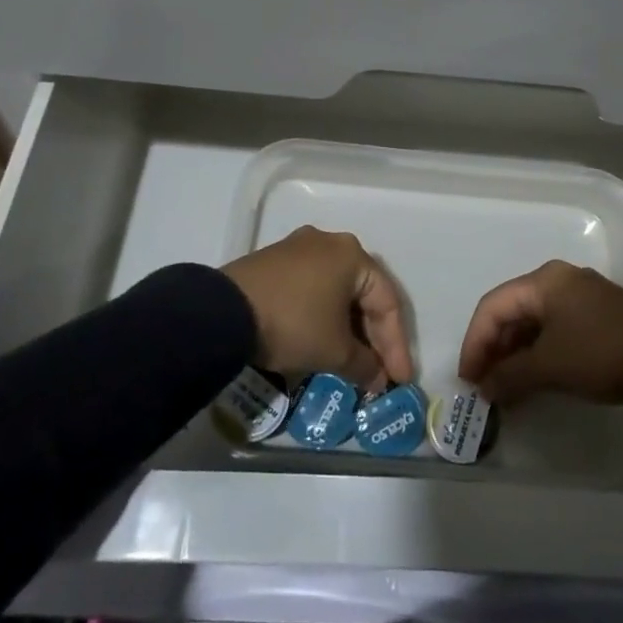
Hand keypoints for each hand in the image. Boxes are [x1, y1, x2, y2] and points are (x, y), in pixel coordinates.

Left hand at [223, 227, 412, 391]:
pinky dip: (323, 316)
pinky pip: (312, 289)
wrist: (223, 313)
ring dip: (347, 328)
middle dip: (373, 337)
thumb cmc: (293, 324)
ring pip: (336, 292)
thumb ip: (364, 365)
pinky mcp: (274, 262)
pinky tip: (322, 341)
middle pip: (362, 294)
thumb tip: (377, 378)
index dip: (396, 345)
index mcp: (352, 255)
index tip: (399, 379)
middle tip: (379, 372)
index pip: (387, 303)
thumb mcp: (334, 351)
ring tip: (352, 362)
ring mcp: (298, 249)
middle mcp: (329, 243)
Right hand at [456, 260, 622, 404]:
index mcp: (542, 282)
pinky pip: (554, 328)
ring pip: (533, 322)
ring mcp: (580, 296)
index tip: (469, 379)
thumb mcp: (549, 366)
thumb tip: (486, 388)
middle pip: (512, 311)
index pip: (492, 307)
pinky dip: (538, 352)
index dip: (474, 343)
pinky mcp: (597, 314)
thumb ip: (510, 375)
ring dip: (515, 354)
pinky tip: (534, 378)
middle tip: (485, 386)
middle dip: (494, 349)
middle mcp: (558, 280)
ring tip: (506, 388)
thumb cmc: (598, 352)